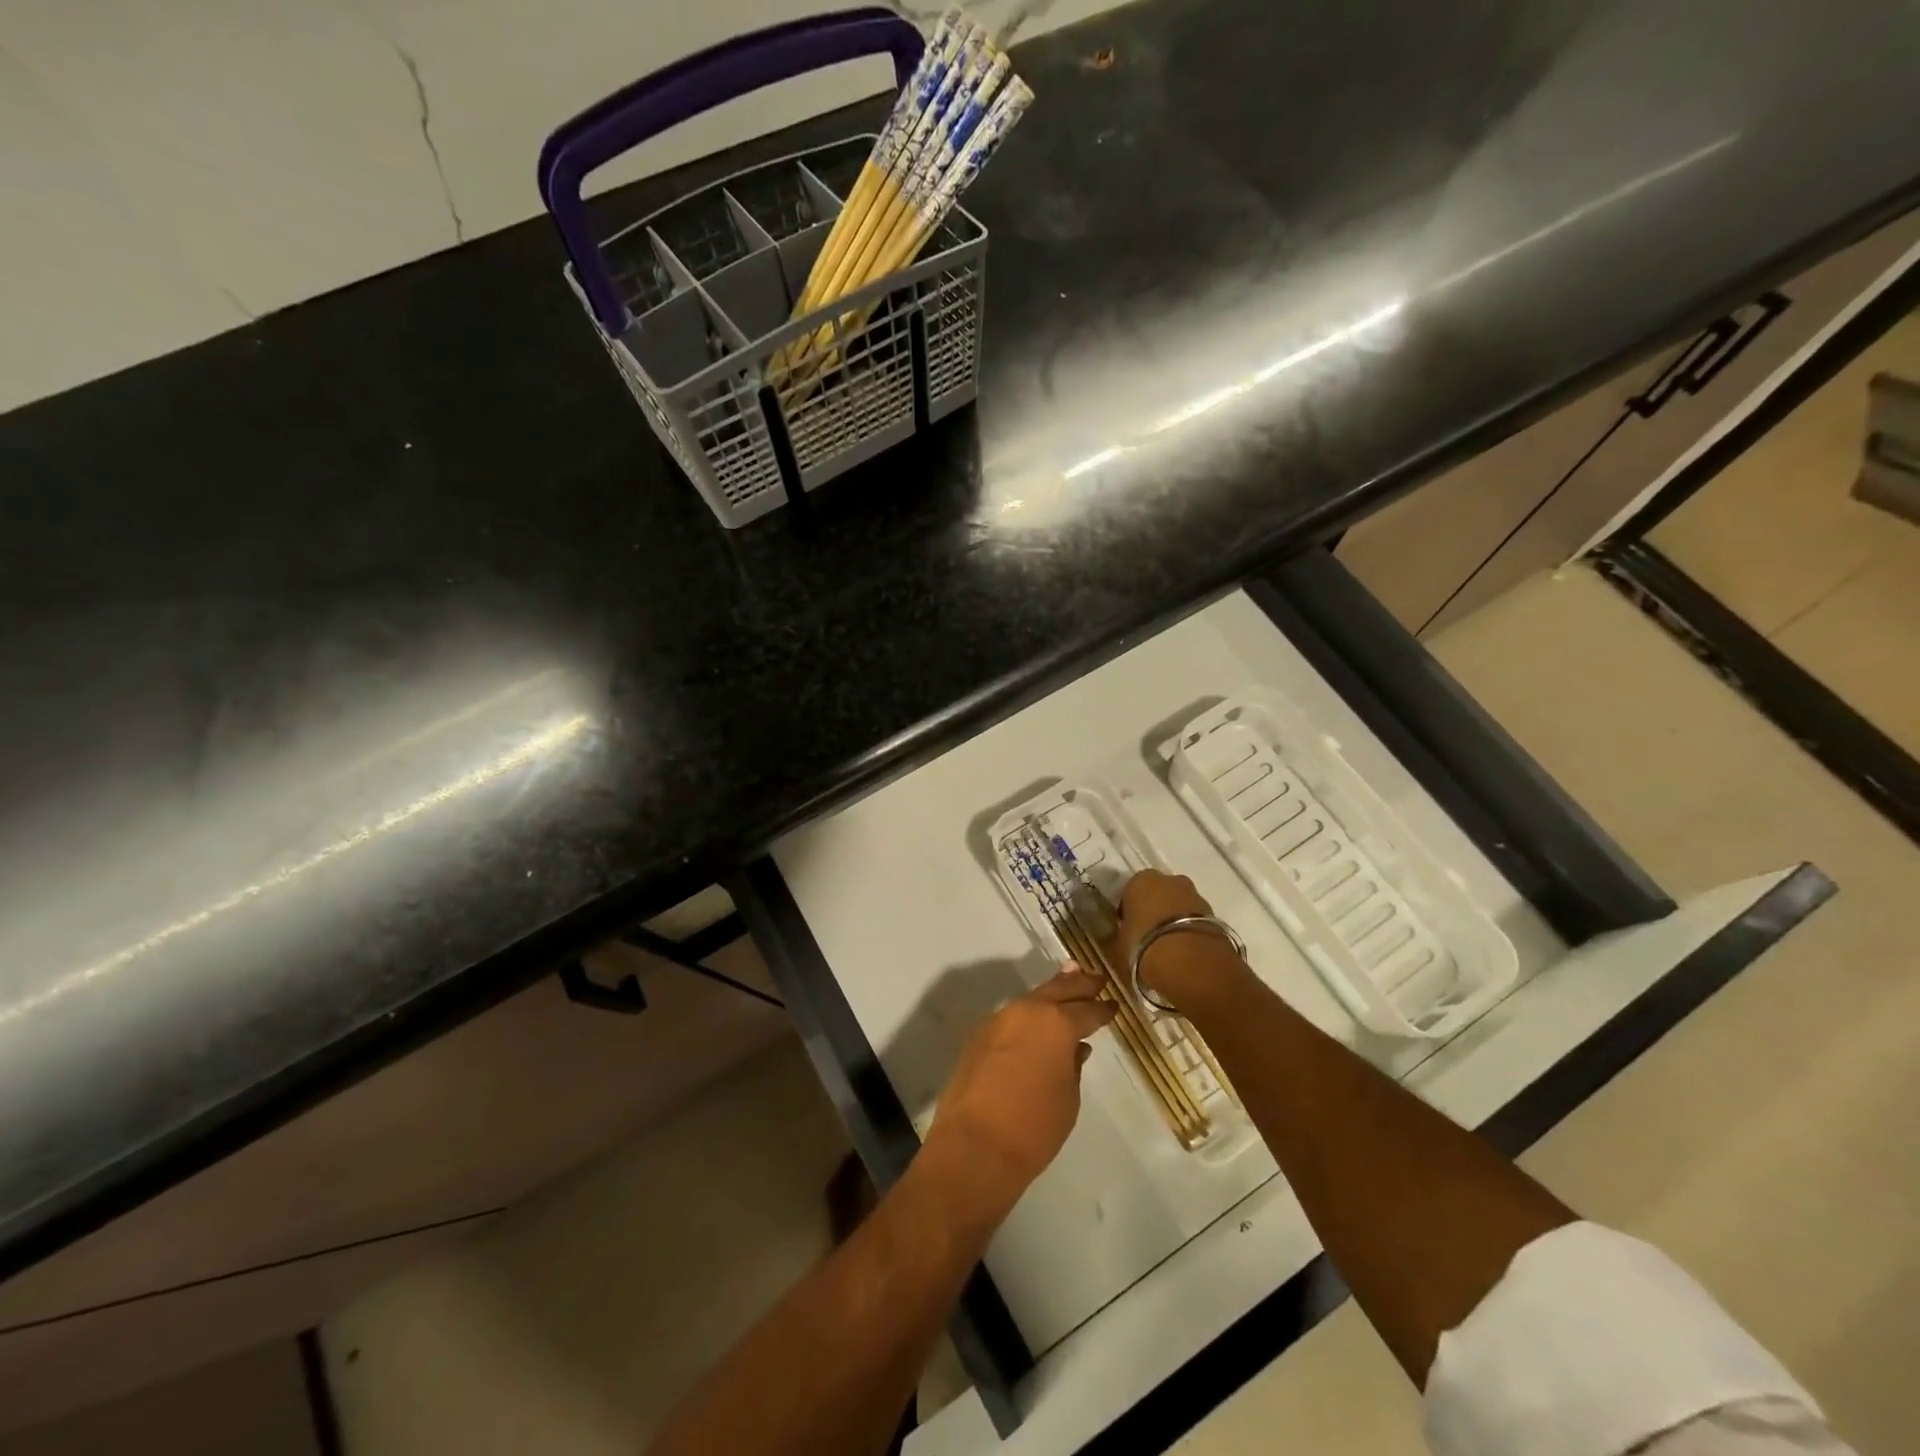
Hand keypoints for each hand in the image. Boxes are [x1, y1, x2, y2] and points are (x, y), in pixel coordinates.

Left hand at [923, 968, 1116, 1224]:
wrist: (975, 1145)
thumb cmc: (1034, 1126)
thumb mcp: (1068, 1099)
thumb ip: (1073, 1066)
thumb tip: (1074, 1049)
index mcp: (1056, 1023)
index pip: (1086, 1009)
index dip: (1102, 1008)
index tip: (1113, 1004)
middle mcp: (1026, 1011)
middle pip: (1057, 990)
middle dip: (1078, 983)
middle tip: (1096, 978)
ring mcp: (998, 1020)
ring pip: (1031, 1000)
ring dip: (1050, 994)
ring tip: (1067, 985)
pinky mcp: (978, 1036)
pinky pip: (1011, 1018)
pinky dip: (1028, 1015)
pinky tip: (1035, 1022)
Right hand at [1116, 870, 1246, 1004]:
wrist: (1192, 964)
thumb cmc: (1144, 947)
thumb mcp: (1118, 945)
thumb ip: (1120, 935)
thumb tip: (1121, 937)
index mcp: (1141, 880)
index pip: (1130, 892)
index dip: (1129, 911)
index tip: (1128, 930)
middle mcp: (1170, 880)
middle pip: (1159, 894)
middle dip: (1155, 910)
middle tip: (1148, 937)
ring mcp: (1196, 895)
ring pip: (1180, 906)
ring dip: (1175, 920)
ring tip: (1169, 948)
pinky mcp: (1216, 915)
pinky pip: (1196, 921)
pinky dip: (1190, 932)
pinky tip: (1185, 952)